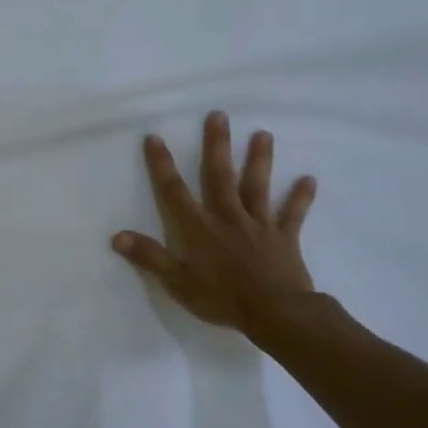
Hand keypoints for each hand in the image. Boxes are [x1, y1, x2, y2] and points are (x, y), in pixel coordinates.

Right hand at [112, 111, 317, 333]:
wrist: (274, 312)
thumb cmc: (222, 299)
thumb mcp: (177, 282)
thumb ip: (150, 257)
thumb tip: (117, 236)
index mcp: (199, 228)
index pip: (174, 192)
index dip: (162, 165)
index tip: (154, 137)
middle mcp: (228, 217)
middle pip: (220, 176)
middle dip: (217, 146)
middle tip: (218, 115)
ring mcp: (258, 224)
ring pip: (257, 186)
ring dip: (260, 160)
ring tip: (263, 133)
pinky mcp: (284, 237)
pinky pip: (293, 214)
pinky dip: (300, 197)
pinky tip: (309, 179)